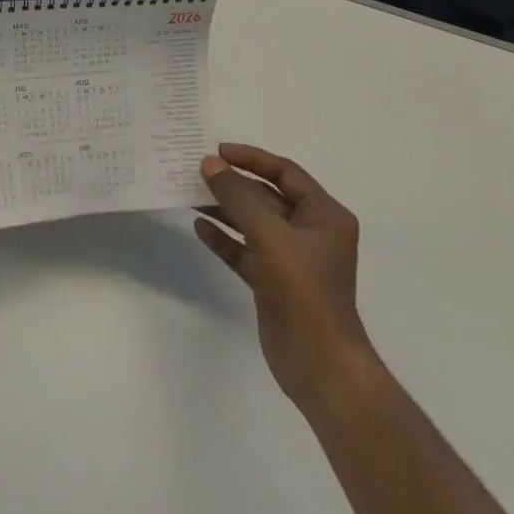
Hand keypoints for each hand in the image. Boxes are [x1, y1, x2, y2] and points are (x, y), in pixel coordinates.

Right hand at [195, 143, 373, 412]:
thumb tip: (209, 164)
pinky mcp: (273, 282)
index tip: (217, 151)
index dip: (251, 159)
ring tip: (188, 194)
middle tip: (195, 171)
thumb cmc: (303, 290)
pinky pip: (244, 250)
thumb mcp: (269, 234)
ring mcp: (291, 259)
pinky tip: (199, 228)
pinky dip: (224, 239)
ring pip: (252, 224)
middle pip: (266, 197)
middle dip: (233, 184)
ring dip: (224, 209)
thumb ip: (238, 196)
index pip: (285, 173)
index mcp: (324, 215)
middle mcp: (310, 232)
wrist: (318, 362)